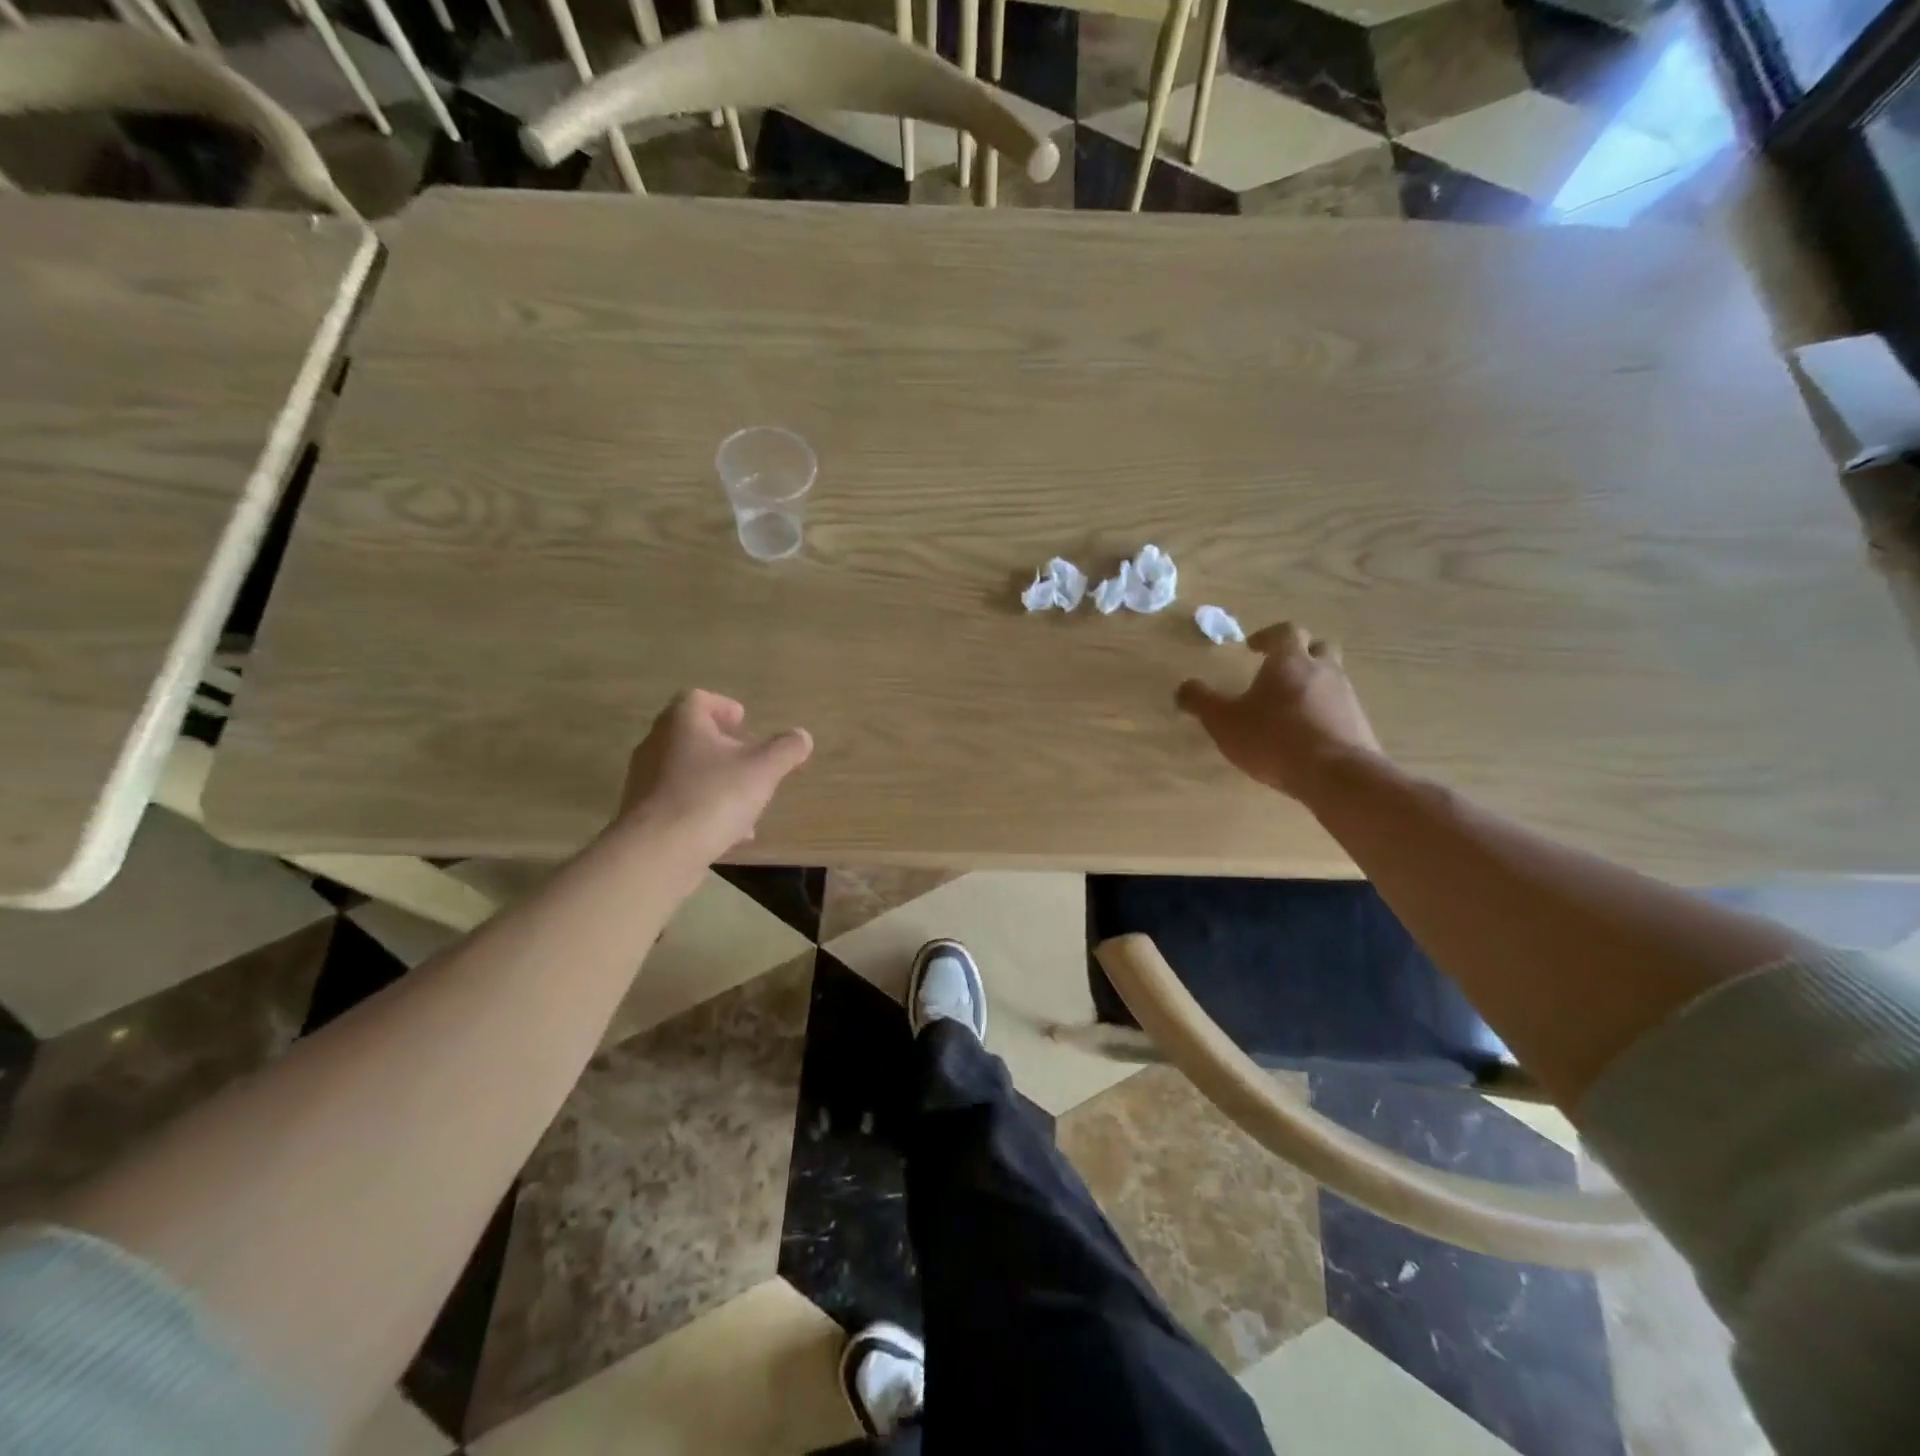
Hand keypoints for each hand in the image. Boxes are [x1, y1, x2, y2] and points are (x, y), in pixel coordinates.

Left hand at [617, 690, 813, 856]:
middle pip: (691, 736)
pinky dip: (704, 810)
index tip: (743, 721)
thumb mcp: (762, 770)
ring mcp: (645, 781)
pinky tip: (729, 834)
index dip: (723, 706)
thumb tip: (802, 736)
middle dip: (723, 747)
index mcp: (682, 723)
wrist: (656, 852)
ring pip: (687, 772)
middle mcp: (656, 745)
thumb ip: (785, 749)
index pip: (697, 699)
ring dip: (717, 781)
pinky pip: (679, 803)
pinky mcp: (643, 815)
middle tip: (749, 759)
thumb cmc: (712, 796)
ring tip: (747, 803)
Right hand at [1176, 622, 1381, 803]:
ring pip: (1332, 678)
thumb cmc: (1273, 738)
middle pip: (1318, 648)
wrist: (1335, 774)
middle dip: (1300, 653)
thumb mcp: (1224, 721)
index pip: (1285, 632)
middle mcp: (1324, 670)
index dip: (1268, 636)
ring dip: (1313, 684)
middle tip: (1280, 669)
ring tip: (1290, 707)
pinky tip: (1308, 734)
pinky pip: (1340, 708)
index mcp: (1290, 661)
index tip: (1253, 647)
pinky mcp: (1359, 724)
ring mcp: (1347, 697)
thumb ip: (1201, 701)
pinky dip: (1324, 712)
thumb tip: (1183, 687)